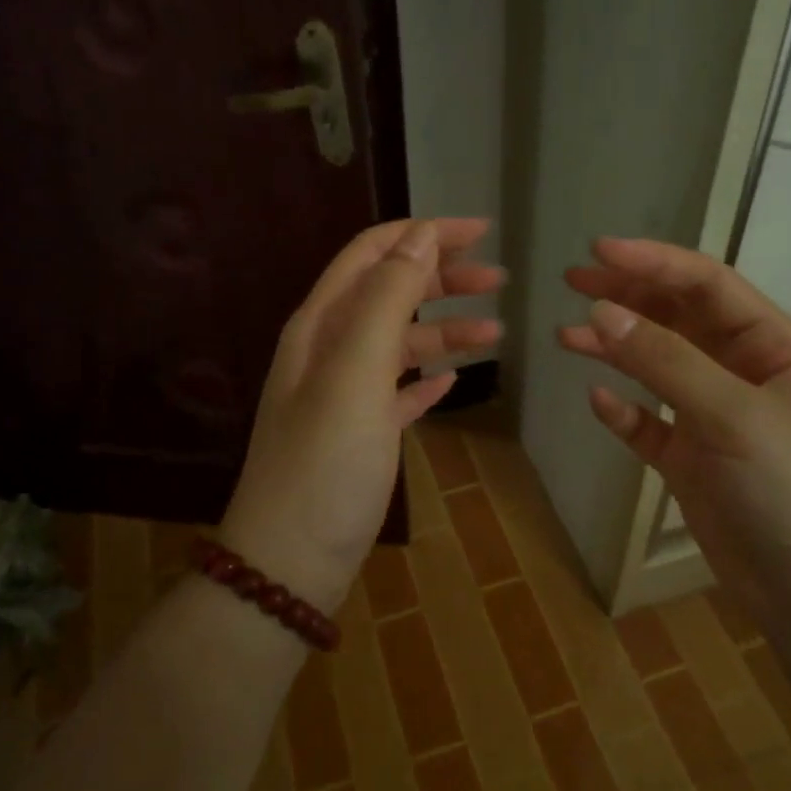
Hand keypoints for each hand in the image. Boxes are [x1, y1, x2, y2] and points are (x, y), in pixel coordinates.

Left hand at [221, 218, 502, 611]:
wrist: (290, 559)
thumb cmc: (325, 462)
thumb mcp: (355, 372)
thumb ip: (385, 299)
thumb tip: (420, 235)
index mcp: (321, 325)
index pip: (372, 255)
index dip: (424, 235)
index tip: (480, 232)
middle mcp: (329, 351)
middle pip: (390, 294)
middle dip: (442, 279)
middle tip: (499, 281)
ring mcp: (344, 395)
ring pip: (400, 344)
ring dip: (444, 330)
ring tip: (494, 333)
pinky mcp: (361, 435)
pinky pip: (398, 391)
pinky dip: (426, 378)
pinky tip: (454, 381)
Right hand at [559, 238, 790, 625]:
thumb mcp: (735, 415)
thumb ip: (666, 362)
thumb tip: (598, 312)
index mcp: (774, 348)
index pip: (708, 286)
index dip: (654, 262)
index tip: (597, 251)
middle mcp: (743, 376)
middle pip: (678, 320)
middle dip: (628, 298)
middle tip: (571, 283)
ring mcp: (715, 422)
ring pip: (657, 370)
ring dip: (615, 350)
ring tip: (566, 337)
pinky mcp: (692, 464)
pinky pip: (649, 426)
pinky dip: (623, 412)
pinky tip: (598, 402)